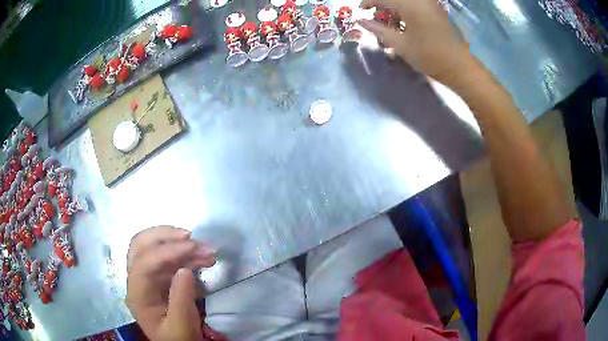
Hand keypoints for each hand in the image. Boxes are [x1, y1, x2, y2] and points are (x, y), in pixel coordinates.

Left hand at [126, 226, 223, 340]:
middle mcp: (137, 280)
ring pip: (154, 247)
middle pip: (141, 245)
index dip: (166, 251)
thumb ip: (181, 300)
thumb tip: (185, 269)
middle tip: (190, 237)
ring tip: (206, 250)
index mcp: (137, 294)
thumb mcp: (181, 327)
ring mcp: (148, 276)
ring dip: (179, 244)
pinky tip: (203, 258)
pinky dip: (185, 253)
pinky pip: (169, 258)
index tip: (193, 247)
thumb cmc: (177, 339)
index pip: (144, 263)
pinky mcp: (160, 276)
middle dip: (164, 236)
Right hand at [359, 0, 473, 85]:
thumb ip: (379, 30)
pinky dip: (405, 9)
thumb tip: (361, 21)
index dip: (369, 2)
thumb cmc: (428, 56)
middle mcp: (420, 0)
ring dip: (394, 7)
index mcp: (410, 5)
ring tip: (389, 20)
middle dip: (382, 3)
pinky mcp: (436, 9)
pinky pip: (415, 4)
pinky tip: (403, 21)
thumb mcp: (400, 44)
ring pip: (405, 1)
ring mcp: (429, 3)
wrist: (458, 65)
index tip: (361, 10)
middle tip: (376, 16)